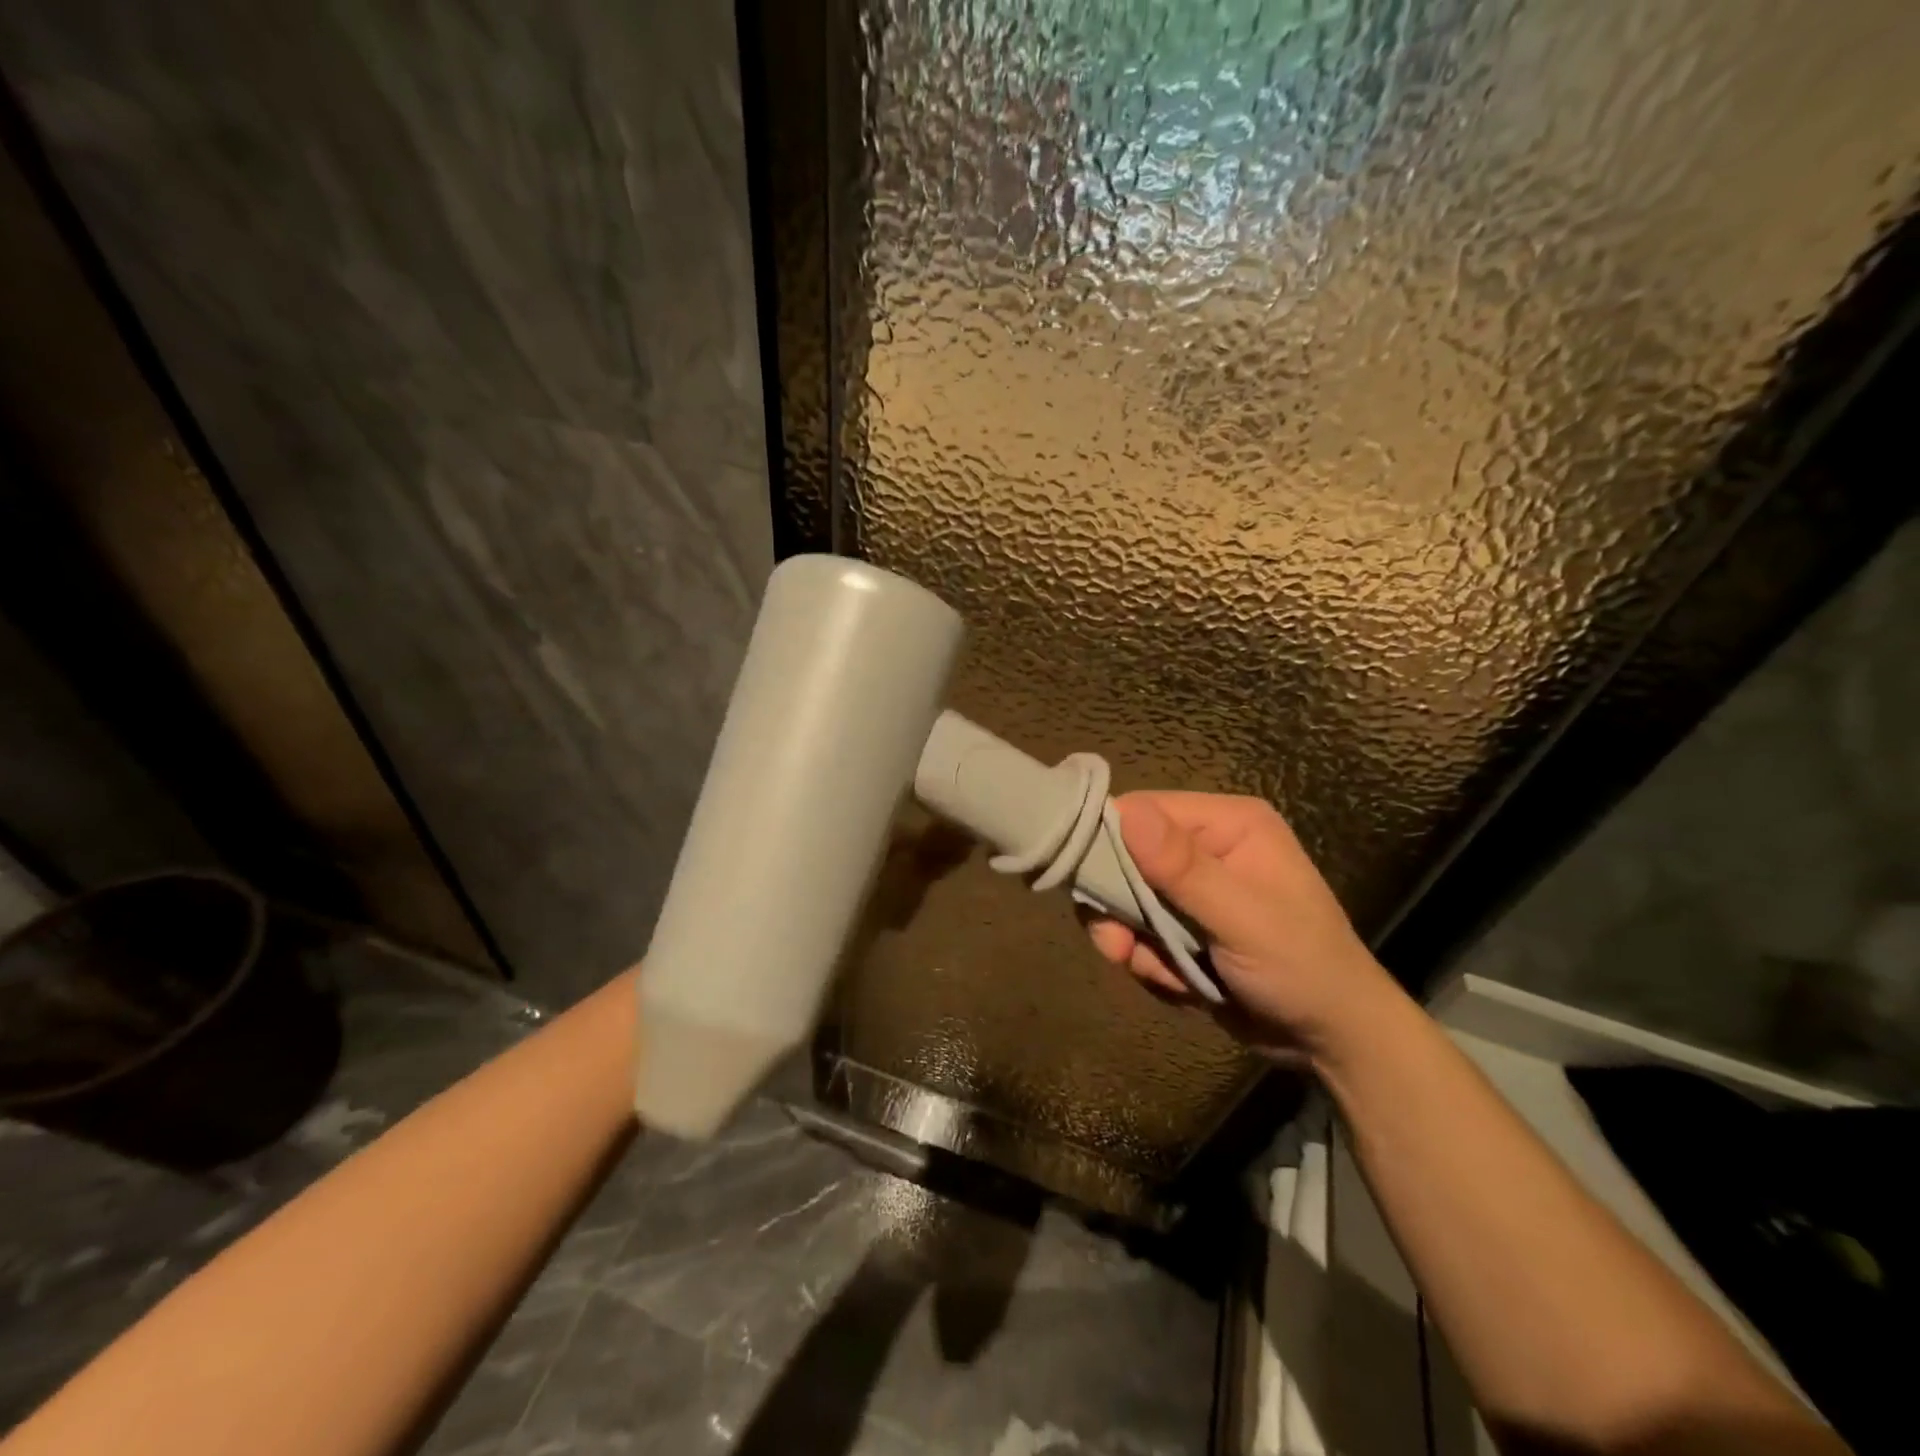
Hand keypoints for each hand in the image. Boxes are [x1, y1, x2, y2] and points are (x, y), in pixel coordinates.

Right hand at [1085, 792, 1401, 1065]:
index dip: (1110, 844)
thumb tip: (1126, 812)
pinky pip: (1139, 932)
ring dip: (1134, 941)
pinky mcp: (1184, 925)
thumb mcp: (1242, 918)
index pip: (1143, 810)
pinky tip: (1180, 983)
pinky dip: (1148, 961)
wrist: (1333, 1040)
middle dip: (1120, 908)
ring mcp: (1193, 889)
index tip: (1093, 889)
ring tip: (1163, 972)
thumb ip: (1183, 868)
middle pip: (1126, 857)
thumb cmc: (1301, 967)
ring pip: (1126, 900)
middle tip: (1119, 947)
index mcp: (1228, 823)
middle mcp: (1205, 846)